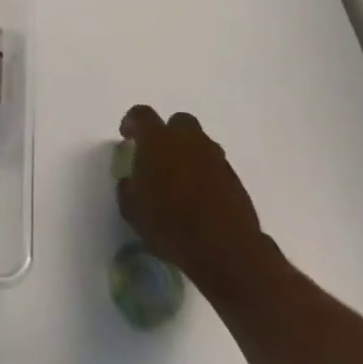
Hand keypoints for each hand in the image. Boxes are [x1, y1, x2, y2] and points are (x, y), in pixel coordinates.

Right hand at [115, 106, 275, 298]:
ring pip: (201, 143)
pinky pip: (216, 166)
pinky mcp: (235, 180)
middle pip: (179, 121)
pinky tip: (199, 197)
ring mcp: (216, 158)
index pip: (141, 115)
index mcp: (157, 140)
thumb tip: (132, 181)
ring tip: (180, 178)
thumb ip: (128, 187)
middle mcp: (188, 140)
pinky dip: (206, 174)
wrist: (224, 248)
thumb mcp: (131, 208)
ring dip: (189, 153)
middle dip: (168, 133)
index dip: (131, 122)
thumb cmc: (169, 223)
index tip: (127, 136)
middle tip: (158, 155)